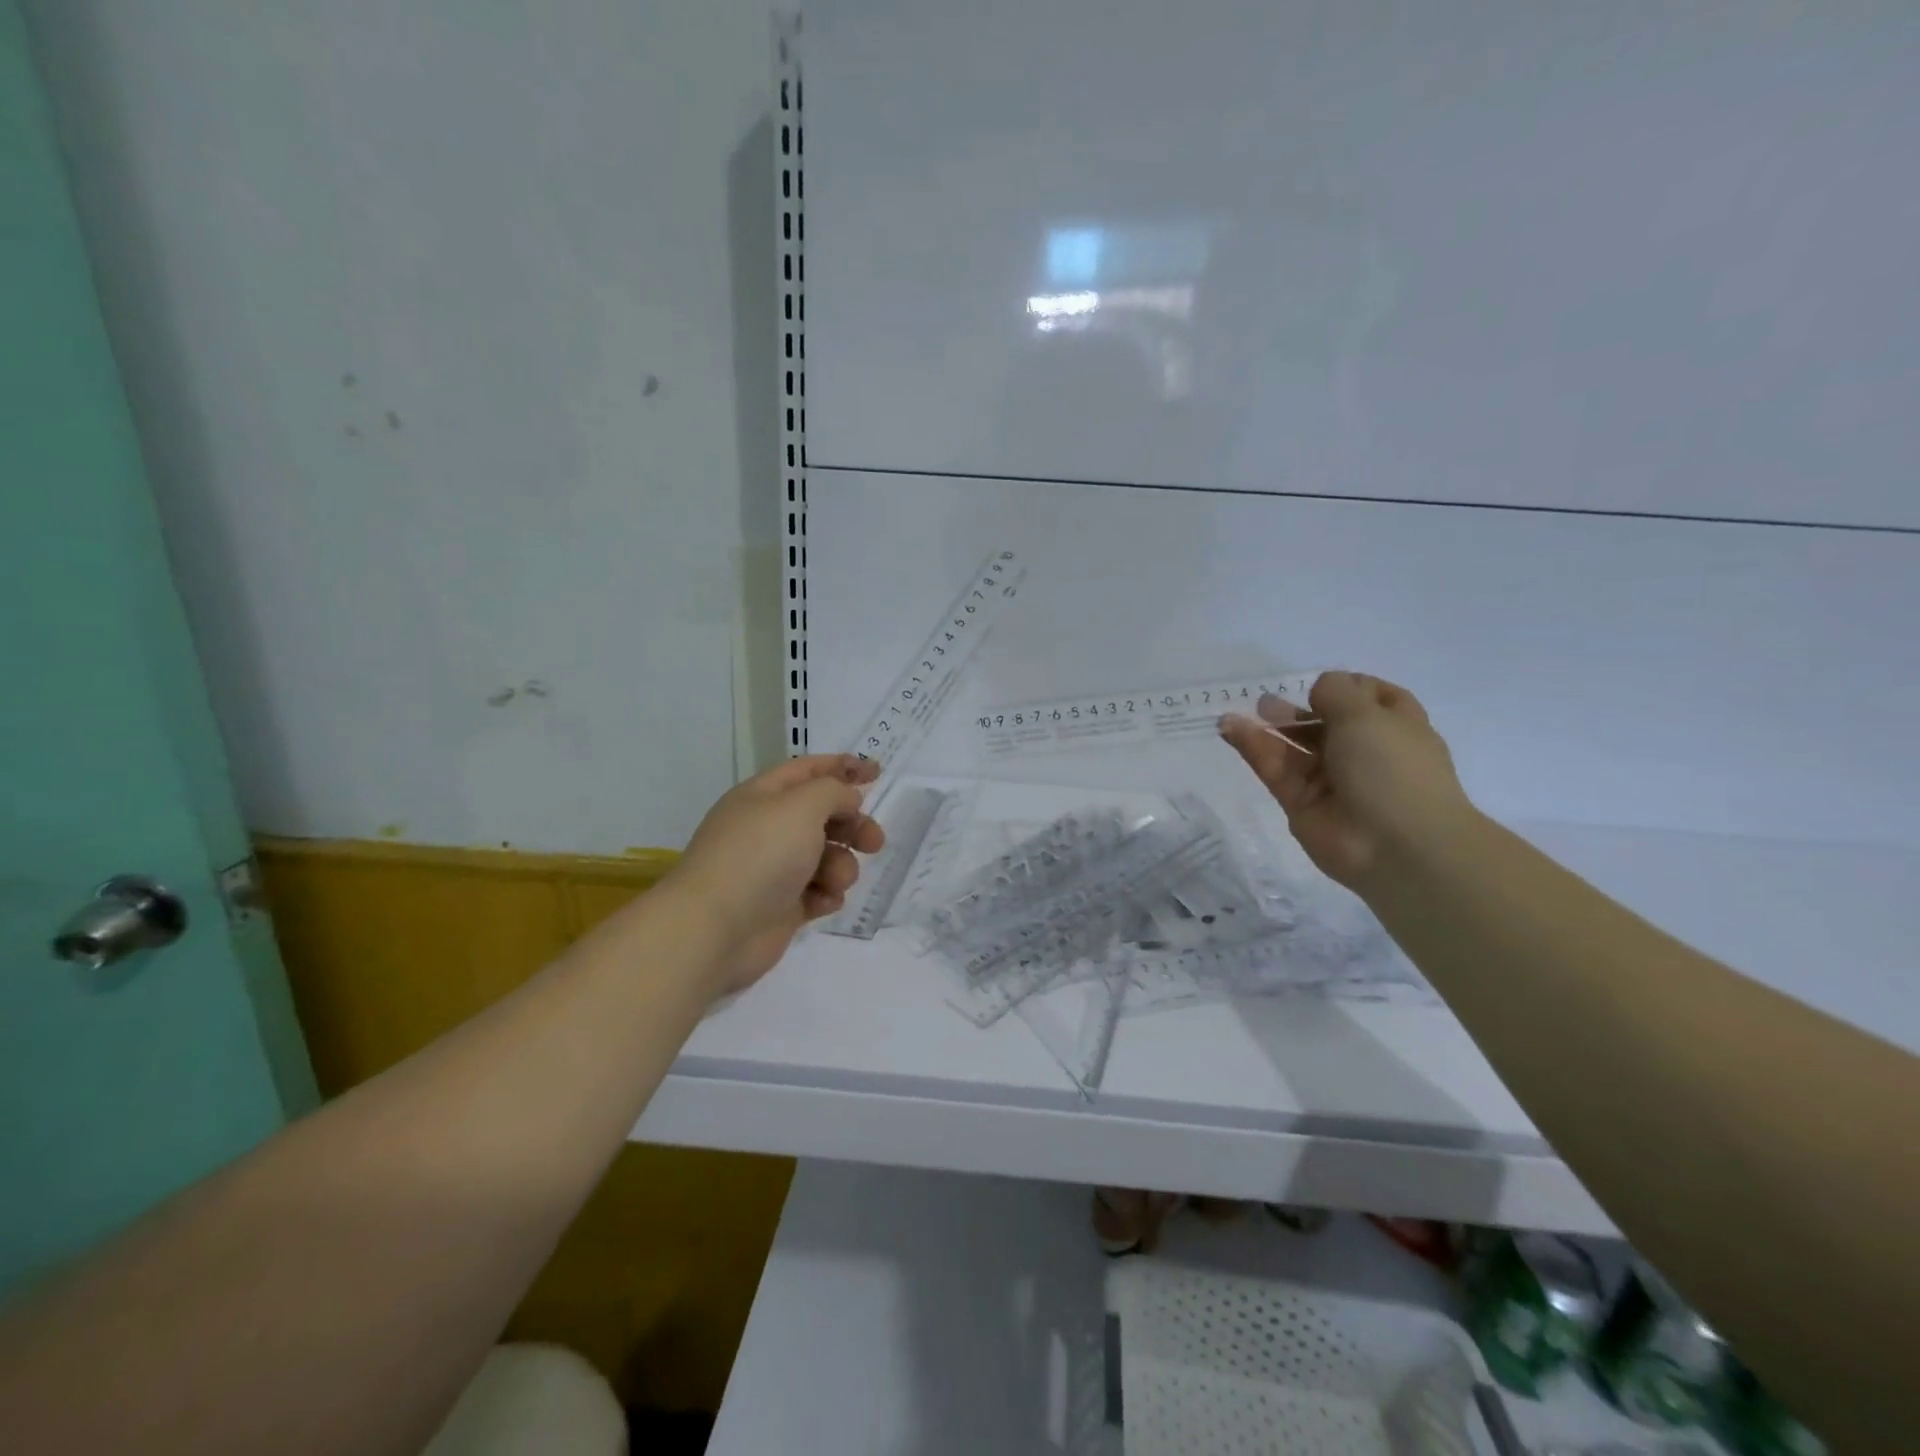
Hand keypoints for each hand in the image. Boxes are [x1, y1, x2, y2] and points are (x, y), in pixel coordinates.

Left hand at [664, 754, 884, 994]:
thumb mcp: (802, 806)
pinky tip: (820, 902)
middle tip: (874, 841)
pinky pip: (819, 892)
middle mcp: (769, 828)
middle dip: (853, 825)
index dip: (843, 767)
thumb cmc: (760, 855)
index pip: (809, 770)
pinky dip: (826, 895)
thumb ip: (833, 792)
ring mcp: (775, 869)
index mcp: (764, 796)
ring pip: (827, 856)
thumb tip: (846, 800)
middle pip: (824, 815)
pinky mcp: (783, 906)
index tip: (878, 773)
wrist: (715, 929)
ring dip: (841, 865)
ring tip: (834, 880)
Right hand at [1218, 671, 1470, 888]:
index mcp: (1395, 728)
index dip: (1346, 688)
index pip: (1371, 699)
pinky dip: (1253, 749)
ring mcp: (1331, 780)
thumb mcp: (1367, 714)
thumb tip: (1318, 690)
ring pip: (1293, 748)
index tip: (1319, 685)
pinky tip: (1230, 729)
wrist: (1397, 846)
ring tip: (1232, 714)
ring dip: (1266, 729)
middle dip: (1297, 711)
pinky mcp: (1301, 802)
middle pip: (1324, 724)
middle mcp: (1364, 752)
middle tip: (1266, 703)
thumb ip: (1335, 692)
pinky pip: (1275, 769)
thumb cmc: (1392, 768)